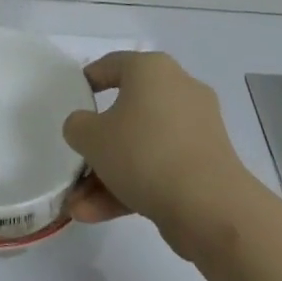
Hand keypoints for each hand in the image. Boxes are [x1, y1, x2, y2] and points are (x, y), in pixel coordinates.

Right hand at [62, 51, 253, 259]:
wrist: (210, 208)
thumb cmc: (143, 153)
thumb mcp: (91, 136)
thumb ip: (77, 126)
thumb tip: (86, 128)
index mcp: (152, 69)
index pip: (112, 65)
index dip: (87, 81)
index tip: (71, 100)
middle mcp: (178, 90)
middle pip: (125, 112)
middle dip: (96, 146)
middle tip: (75, 162)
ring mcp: (196, 130)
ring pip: (140, 147)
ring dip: (107, 175)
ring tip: (77, 206)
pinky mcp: (205, 165)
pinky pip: (159, 168)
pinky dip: (131, 187)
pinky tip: (96, 214)